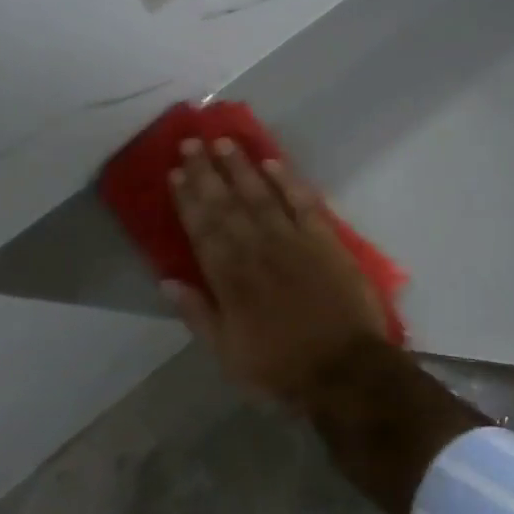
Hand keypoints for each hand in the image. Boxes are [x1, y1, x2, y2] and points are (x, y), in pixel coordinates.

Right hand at [166, 138, 389, 406]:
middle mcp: (258, 251)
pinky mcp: (326, 240)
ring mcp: (294, 241)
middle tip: (191, 143)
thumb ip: (198, 315)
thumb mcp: (228, 355)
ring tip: (223, 142)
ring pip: (261, 196)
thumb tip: (166, 281)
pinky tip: (273, 162)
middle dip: (207, 173)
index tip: (176, 172)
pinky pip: (304, 202)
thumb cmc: (282, 370)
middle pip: (227, 205)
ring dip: (241, 167)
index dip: (188, 199)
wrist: (346, 371)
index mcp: (231, 280)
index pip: (203, 230)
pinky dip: (288, 180)